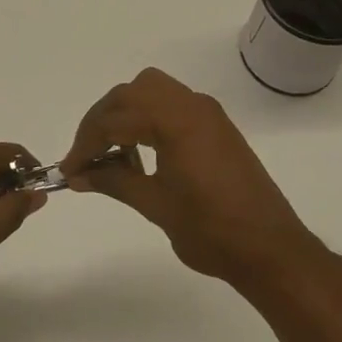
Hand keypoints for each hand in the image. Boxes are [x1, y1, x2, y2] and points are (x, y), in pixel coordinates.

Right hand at [61, 68, 320, 289]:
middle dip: (102, 121)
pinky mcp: (216, 125)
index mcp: (175, 120)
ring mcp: (207, 112)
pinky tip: (142, 153)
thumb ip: (114, 181)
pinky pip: (172, 104)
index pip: (115, 119)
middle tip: (86, 157)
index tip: (69, 170)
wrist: (272, 250)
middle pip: (131, 93)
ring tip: (113, 154)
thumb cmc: (212, 231)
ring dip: (125, 114)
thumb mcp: (156, 205)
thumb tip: (78, 175)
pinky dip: (148, 118)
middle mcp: (191, 105)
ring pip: (152, 91)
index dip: (86, 144)